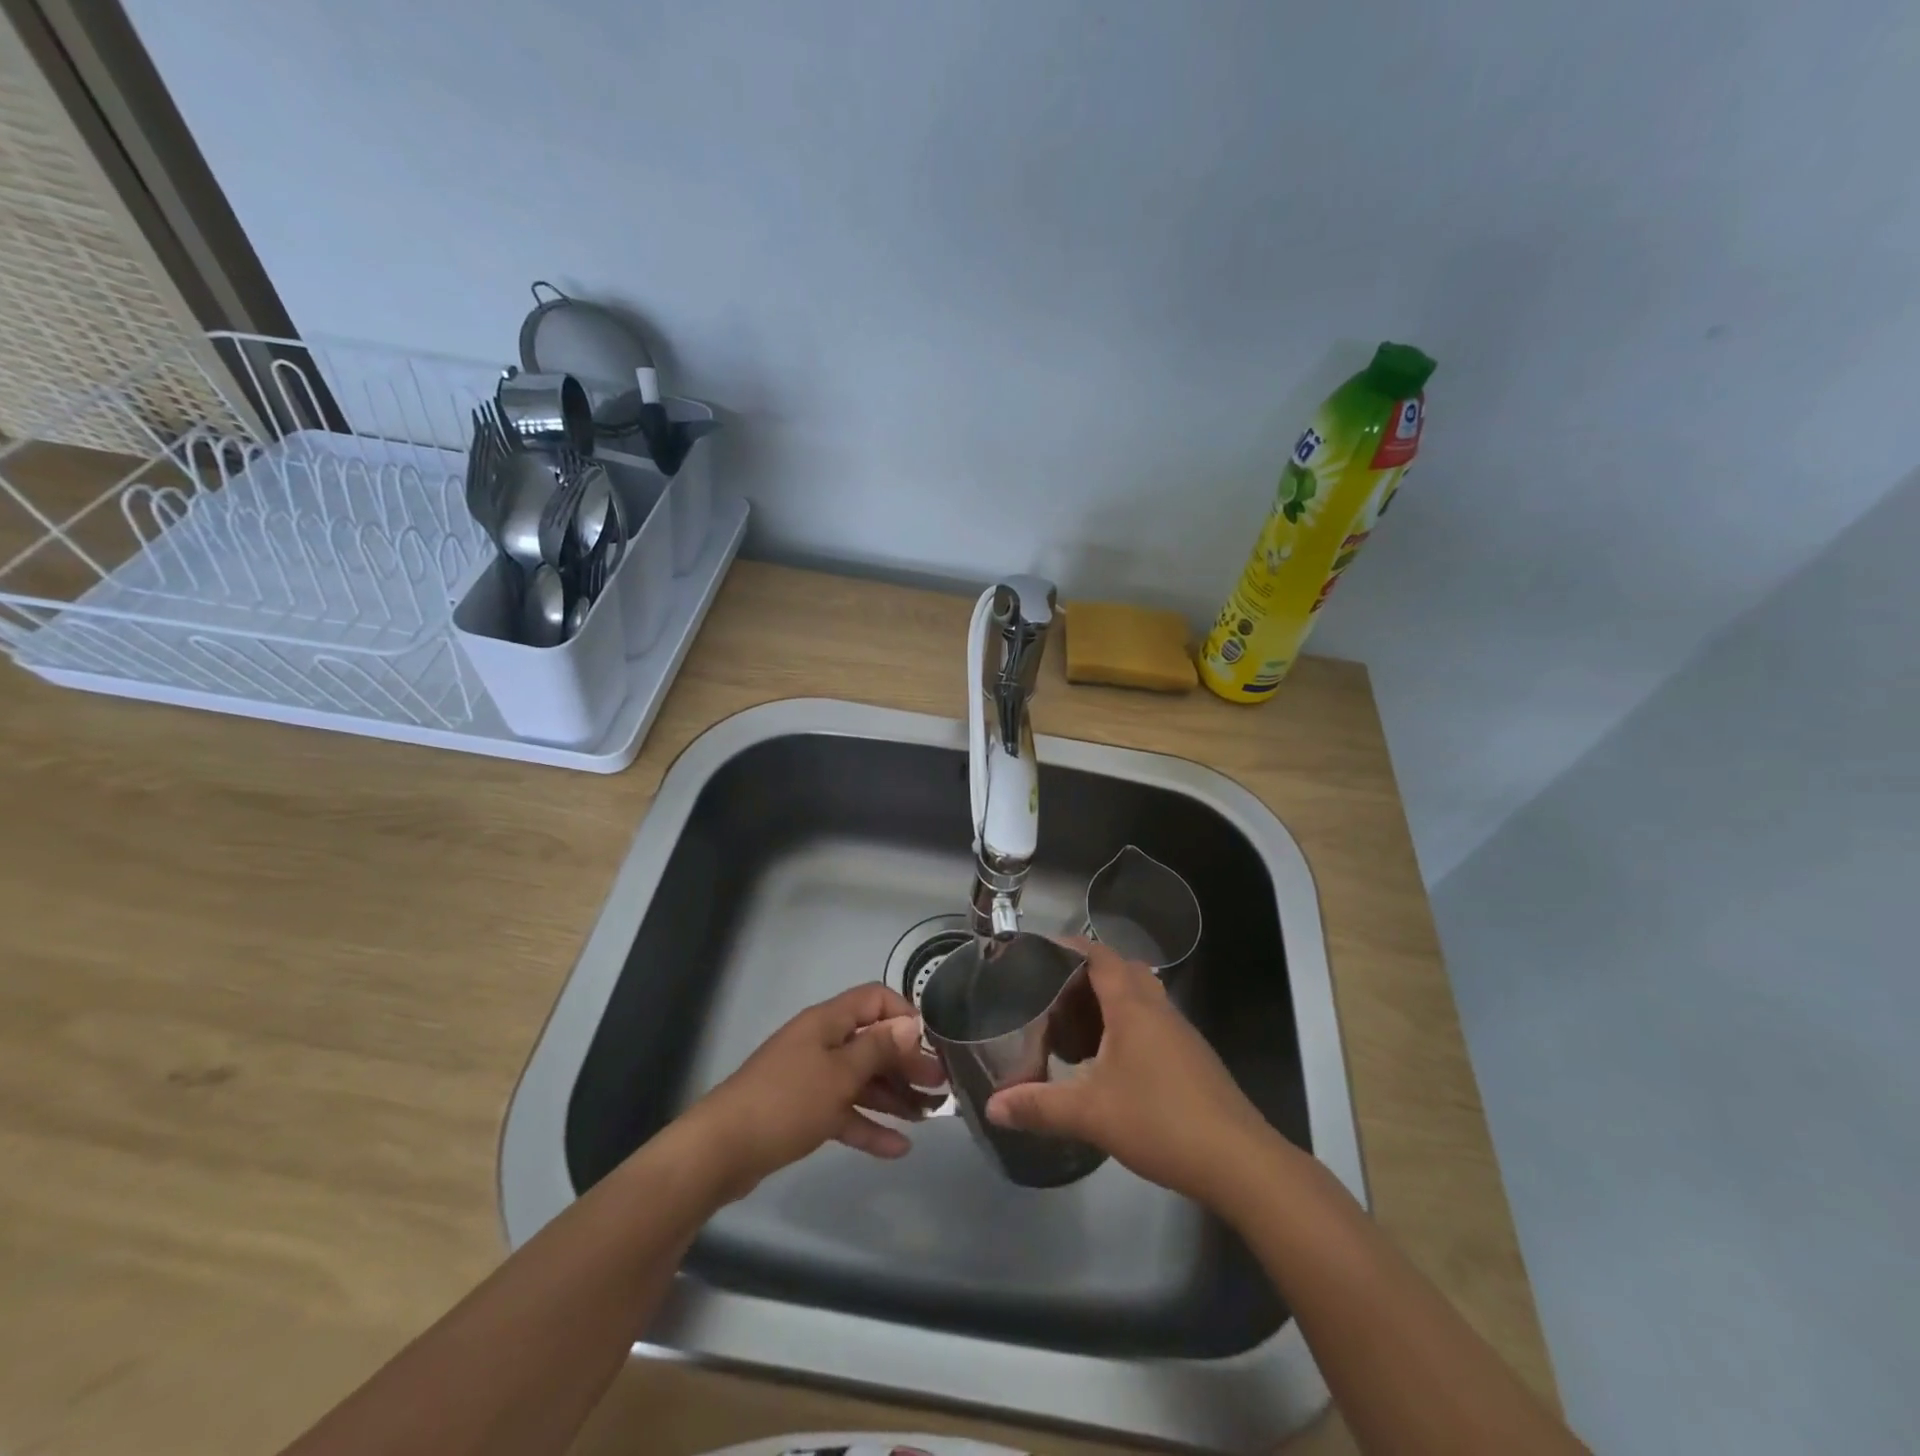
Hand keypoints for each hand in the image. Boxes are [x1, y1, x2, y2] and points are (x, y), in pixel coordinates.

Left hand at [681, 983, 946, 1199]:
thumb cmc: (787, 1101)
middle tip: (940, 1086)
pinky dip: (869, 1125)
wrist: (722, 1150)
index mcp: (828, 1022)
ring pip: (861, 1079)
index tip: (929, 1043)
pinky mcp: (803, 1111)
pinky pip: (845, 1111)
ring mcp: (811, 1078)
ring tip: (928, 1115)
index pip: (874, 999)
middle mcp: (821, 1043)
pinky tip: (899, 1148)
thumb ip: (878, 1049)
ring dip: (894, 1095)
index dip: (903, 1015)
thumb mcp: (840, 1074)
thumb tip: (911, 1023)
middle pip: (872, 1043)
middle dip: (906, 1062)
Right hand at [985, 939, 1274, 1204]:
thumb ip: (1039, 1106)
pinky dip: (1126, 1026)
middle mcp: (1158, 1009)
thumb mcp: (1090, 1114)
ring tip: (1074, 1026)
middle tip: (1052, 993)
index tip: (1040, 951)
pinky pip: (1152, 1023)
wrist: (1239, 1161)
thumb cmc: (1161, 1121)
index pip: (1100, 956)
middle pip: (1122, 971)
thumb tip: (994, 1107)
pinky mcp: (1192, 1059)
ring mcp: (1180, 1033)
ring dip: (1109, 1002)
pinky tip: (1110, 1063)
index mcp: (1133, 1007)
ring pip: (1140, 998)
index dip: (1071, 947)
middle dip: (1087, 975)